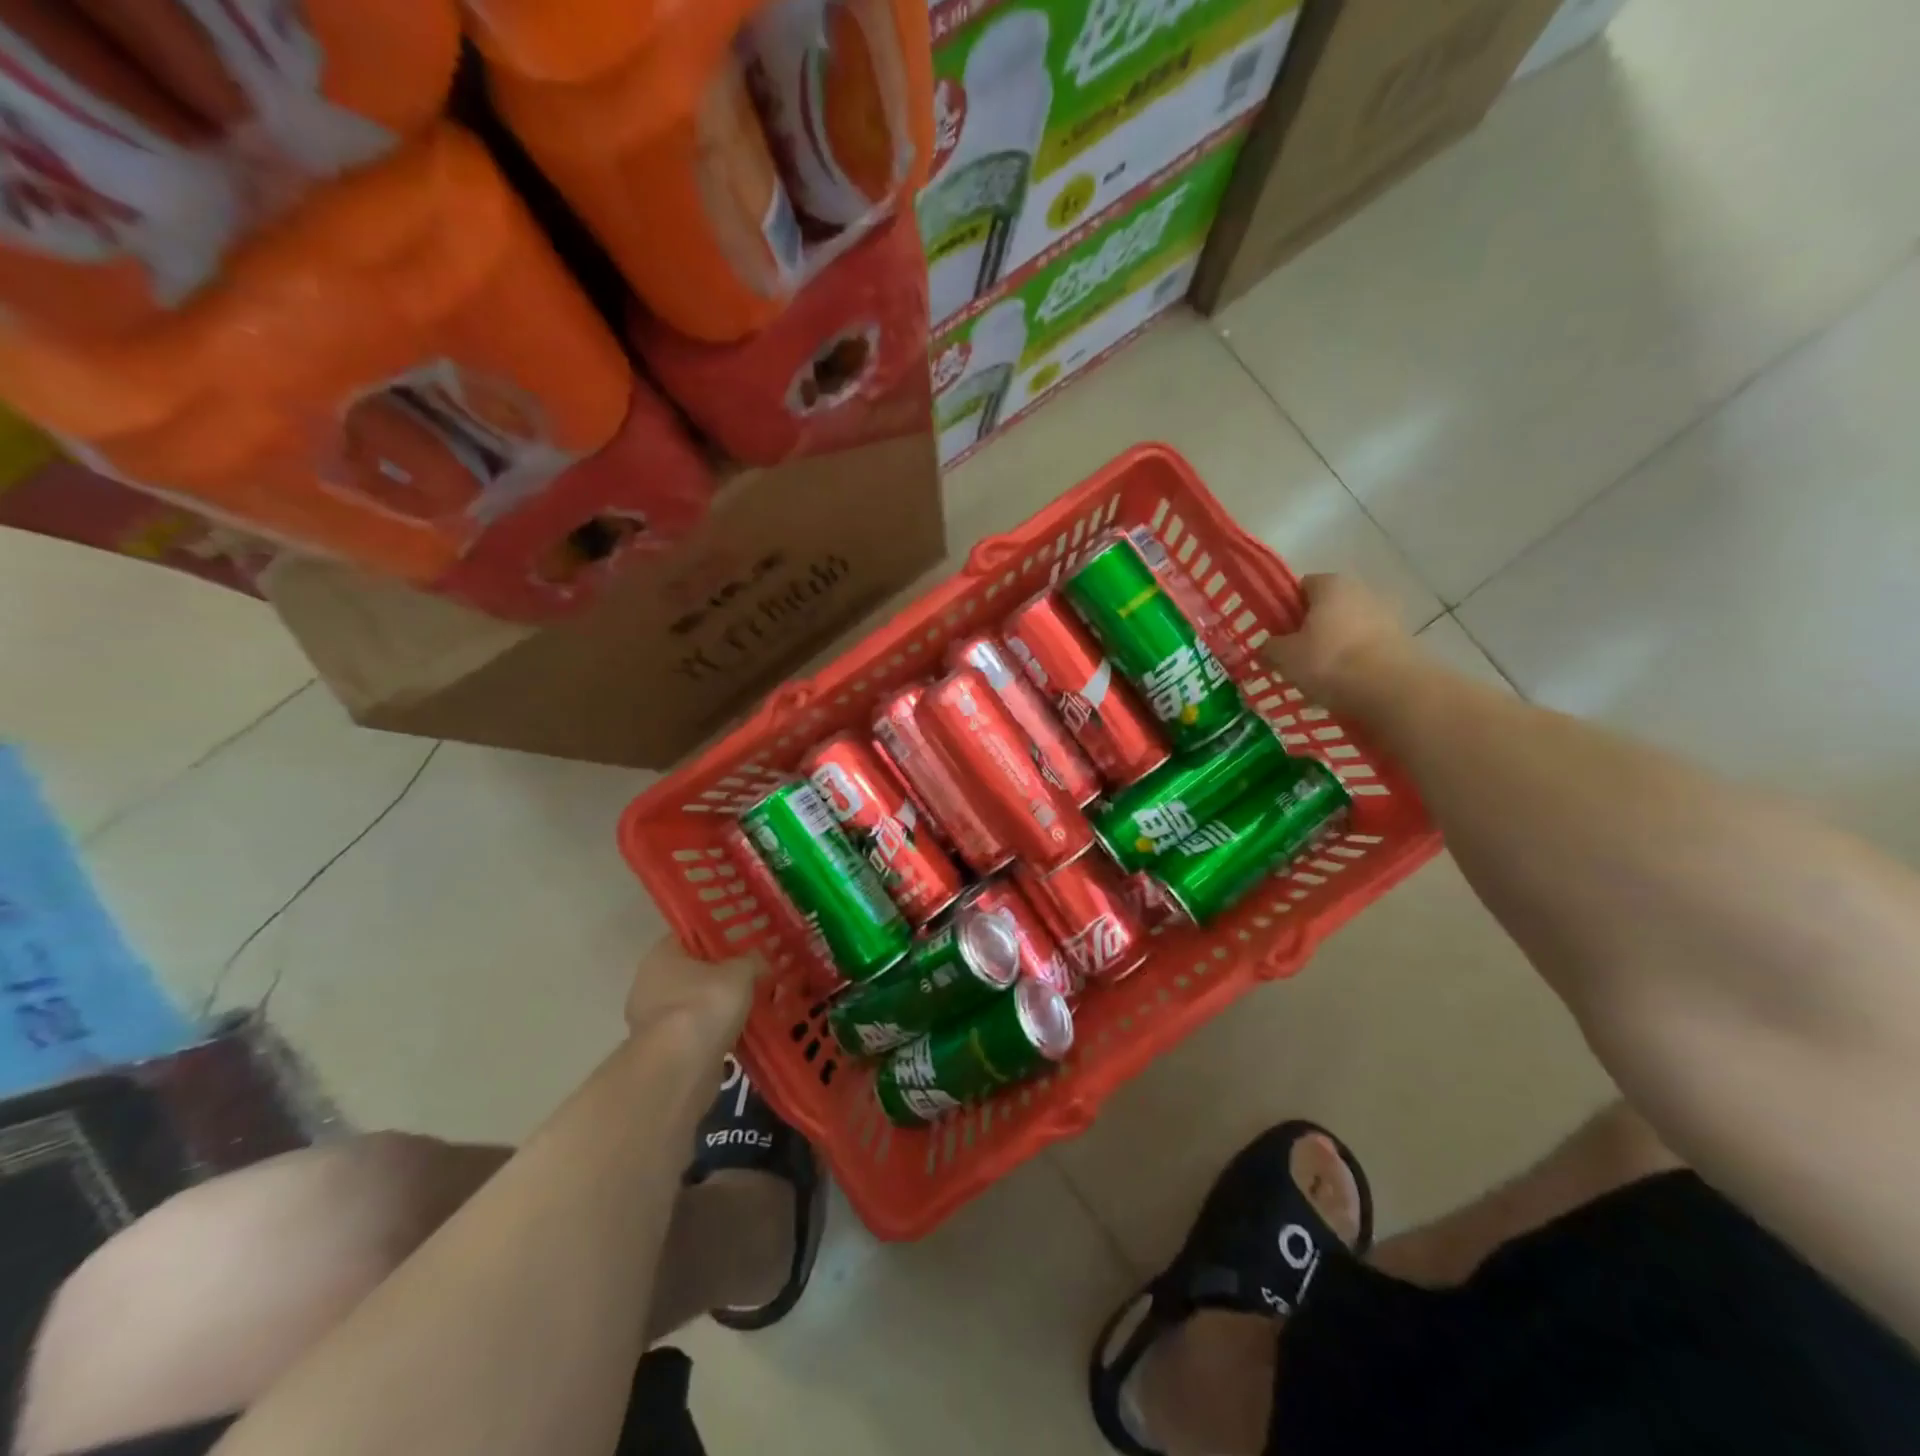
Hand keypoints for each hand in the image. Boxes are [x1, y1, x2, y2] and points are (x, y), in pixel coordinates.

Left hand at [624, 936, 762, 1050]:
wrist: (679, 1069)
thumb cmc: (705, 1005)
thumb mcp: (741, 973)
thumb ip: (752, 960)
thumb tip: (762, 957)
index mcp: (661, 955)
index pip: (692, 936)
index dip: (720, 936)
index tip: (747, 942)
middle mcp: (649, 984)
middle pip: (694, 972)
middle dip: (722, 975)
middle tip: (755, 974)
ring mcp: (652, 1021)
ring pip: (695, 1005)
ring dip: (719, 1008)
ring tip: (754, 1006)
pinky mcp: (662, 1051)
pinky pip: (695, 1033)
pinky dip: (714, 1034)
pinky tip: (742, 1034)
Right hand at [1259, 574, 1415, 710]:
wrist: (1391, 689)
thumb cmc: (1329, 661)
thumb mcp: (1284, 656)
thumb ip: (1270, 647)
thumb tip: (1268, 647)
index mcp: (1331, 584)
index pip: (1300, 587)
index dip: (1284, 609)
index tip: (1275, 634)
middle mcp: (1361, 591)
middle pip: (1325, 609)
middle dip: (1309, 630)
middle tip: (1292, 658)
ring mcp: (1386, 615)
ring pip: (1346, 630)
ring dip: (1332, 648)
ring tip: (1316, 679)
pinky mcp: (1401, 642)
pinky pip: (1365, 649)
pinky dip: (1352, 663)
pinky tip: (1341, 687)